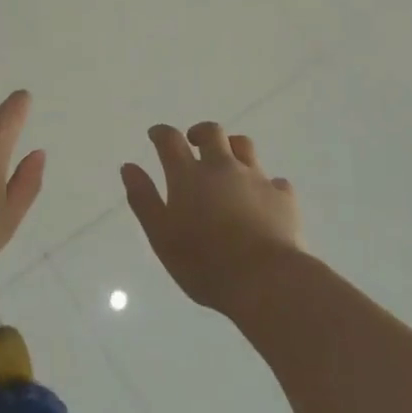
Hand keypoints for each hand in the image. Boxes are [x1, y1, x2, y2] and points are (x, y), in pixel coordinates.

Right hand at [122, 122, 300, 316]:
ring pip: (244, 146)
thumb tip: (128, 167)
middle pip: (212, 132)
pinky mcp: (283, 196)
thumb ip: (144, 199)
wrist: (266, 280)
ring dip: (232, 148)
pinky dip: (265, 184)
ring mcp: (255, 178)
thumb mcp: (161, 236)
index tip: (156, 135)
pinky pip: (274, 180)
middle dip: (200, 133)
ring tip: (228, 163)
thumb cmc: (205, 263)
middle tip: (194, 143)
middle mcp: (222, 166)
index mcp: (189, 175)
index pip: (170, 140)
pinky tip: (262, 199)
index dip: (161, 133)